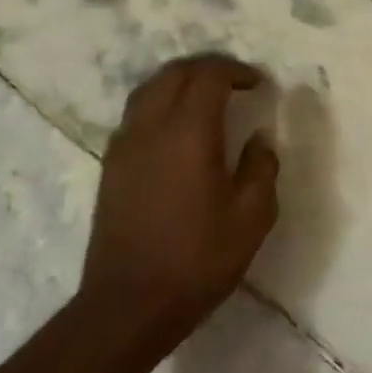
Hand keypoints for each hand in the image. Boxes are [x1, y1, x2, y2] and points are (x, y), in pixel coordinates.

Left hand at [79, 54, 279, 363]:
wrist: (129, 303)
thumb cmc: (198, 260)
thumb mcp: (252, 218)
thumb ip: (261, 169)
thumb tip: (259, 139)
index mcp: (188, 134)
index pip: (208, 76)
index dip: (236, 71)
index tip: (259, 84)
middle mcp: (150, 128)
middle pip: (174, 74)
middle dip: (207, 69)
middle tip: (237, 84)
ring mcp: (124, 146)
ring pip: (149, 90)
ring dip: (180, 84)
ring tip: (208, 100)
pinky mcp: (111, 167)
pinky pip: (136, 116)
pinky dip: (161, 106)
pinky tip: (179, 132)